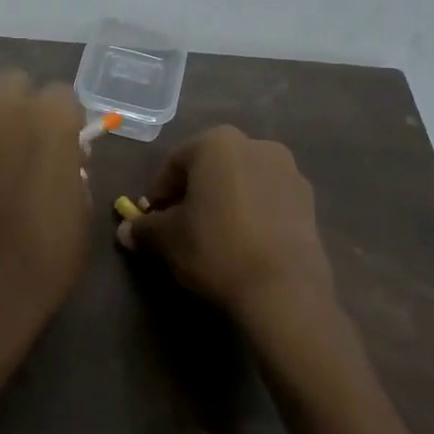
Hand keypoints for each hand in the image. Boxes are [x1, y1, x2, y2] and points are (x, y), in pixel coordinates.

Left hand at [0, 69, 90, 366]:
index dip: (64, 121)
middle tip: (22, 148)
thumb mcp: (80, 213)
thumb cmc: (40, 263)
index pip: (61, 95)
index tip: (63, 148)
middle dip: (21, 107)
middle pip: (12, 83)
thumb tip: (62, 154)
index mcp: (45, 120)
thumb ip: (73, 168)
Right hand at [121, 126, 334, 331]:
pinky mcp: (308, 200)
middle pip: (210, 168)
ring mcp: (288, 170)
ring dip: (224, 201)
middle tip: (179, 227)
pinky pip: (267, 199)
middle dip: (192, 193)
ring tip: (214, 237)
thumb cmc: (216, 248)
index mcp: (217, 143)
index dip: (158, 193)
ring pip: (241, 182)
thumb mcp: (169, 239)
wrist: (284, 290)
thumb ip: (145, 228)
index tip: (150, 221)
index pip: (174, 164)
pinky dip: (252, 213)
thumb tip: (125, 231)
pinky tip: (244, 243)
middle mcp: (255, 145)